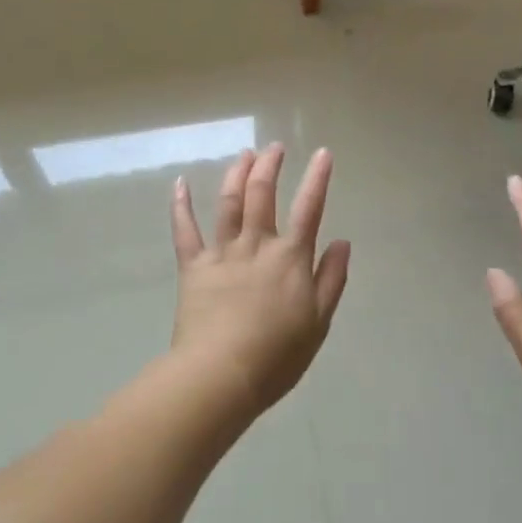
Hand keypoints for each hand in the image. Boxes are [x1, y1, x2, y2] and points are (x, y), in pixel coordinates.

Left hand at [169, 145, 351, 414]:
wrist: (221, 374)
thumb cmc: (277, 355)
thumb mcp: (318, 321)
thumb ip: (331, 278)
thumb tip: (342, 241)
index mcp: (290, 258)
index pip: (309, 208)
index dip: (318, 178)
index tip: (323, 153)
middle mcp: (257, 245)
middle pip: (262, 194)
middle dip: (270, 166)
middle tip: (274, 148)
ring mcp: (222, 252)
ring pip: (229, 203)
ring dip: (237, 174)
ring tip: (244, 154)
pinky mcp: (193, 267)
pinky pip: (185, 230)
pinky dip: (181, 205)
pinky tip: (180, 183)